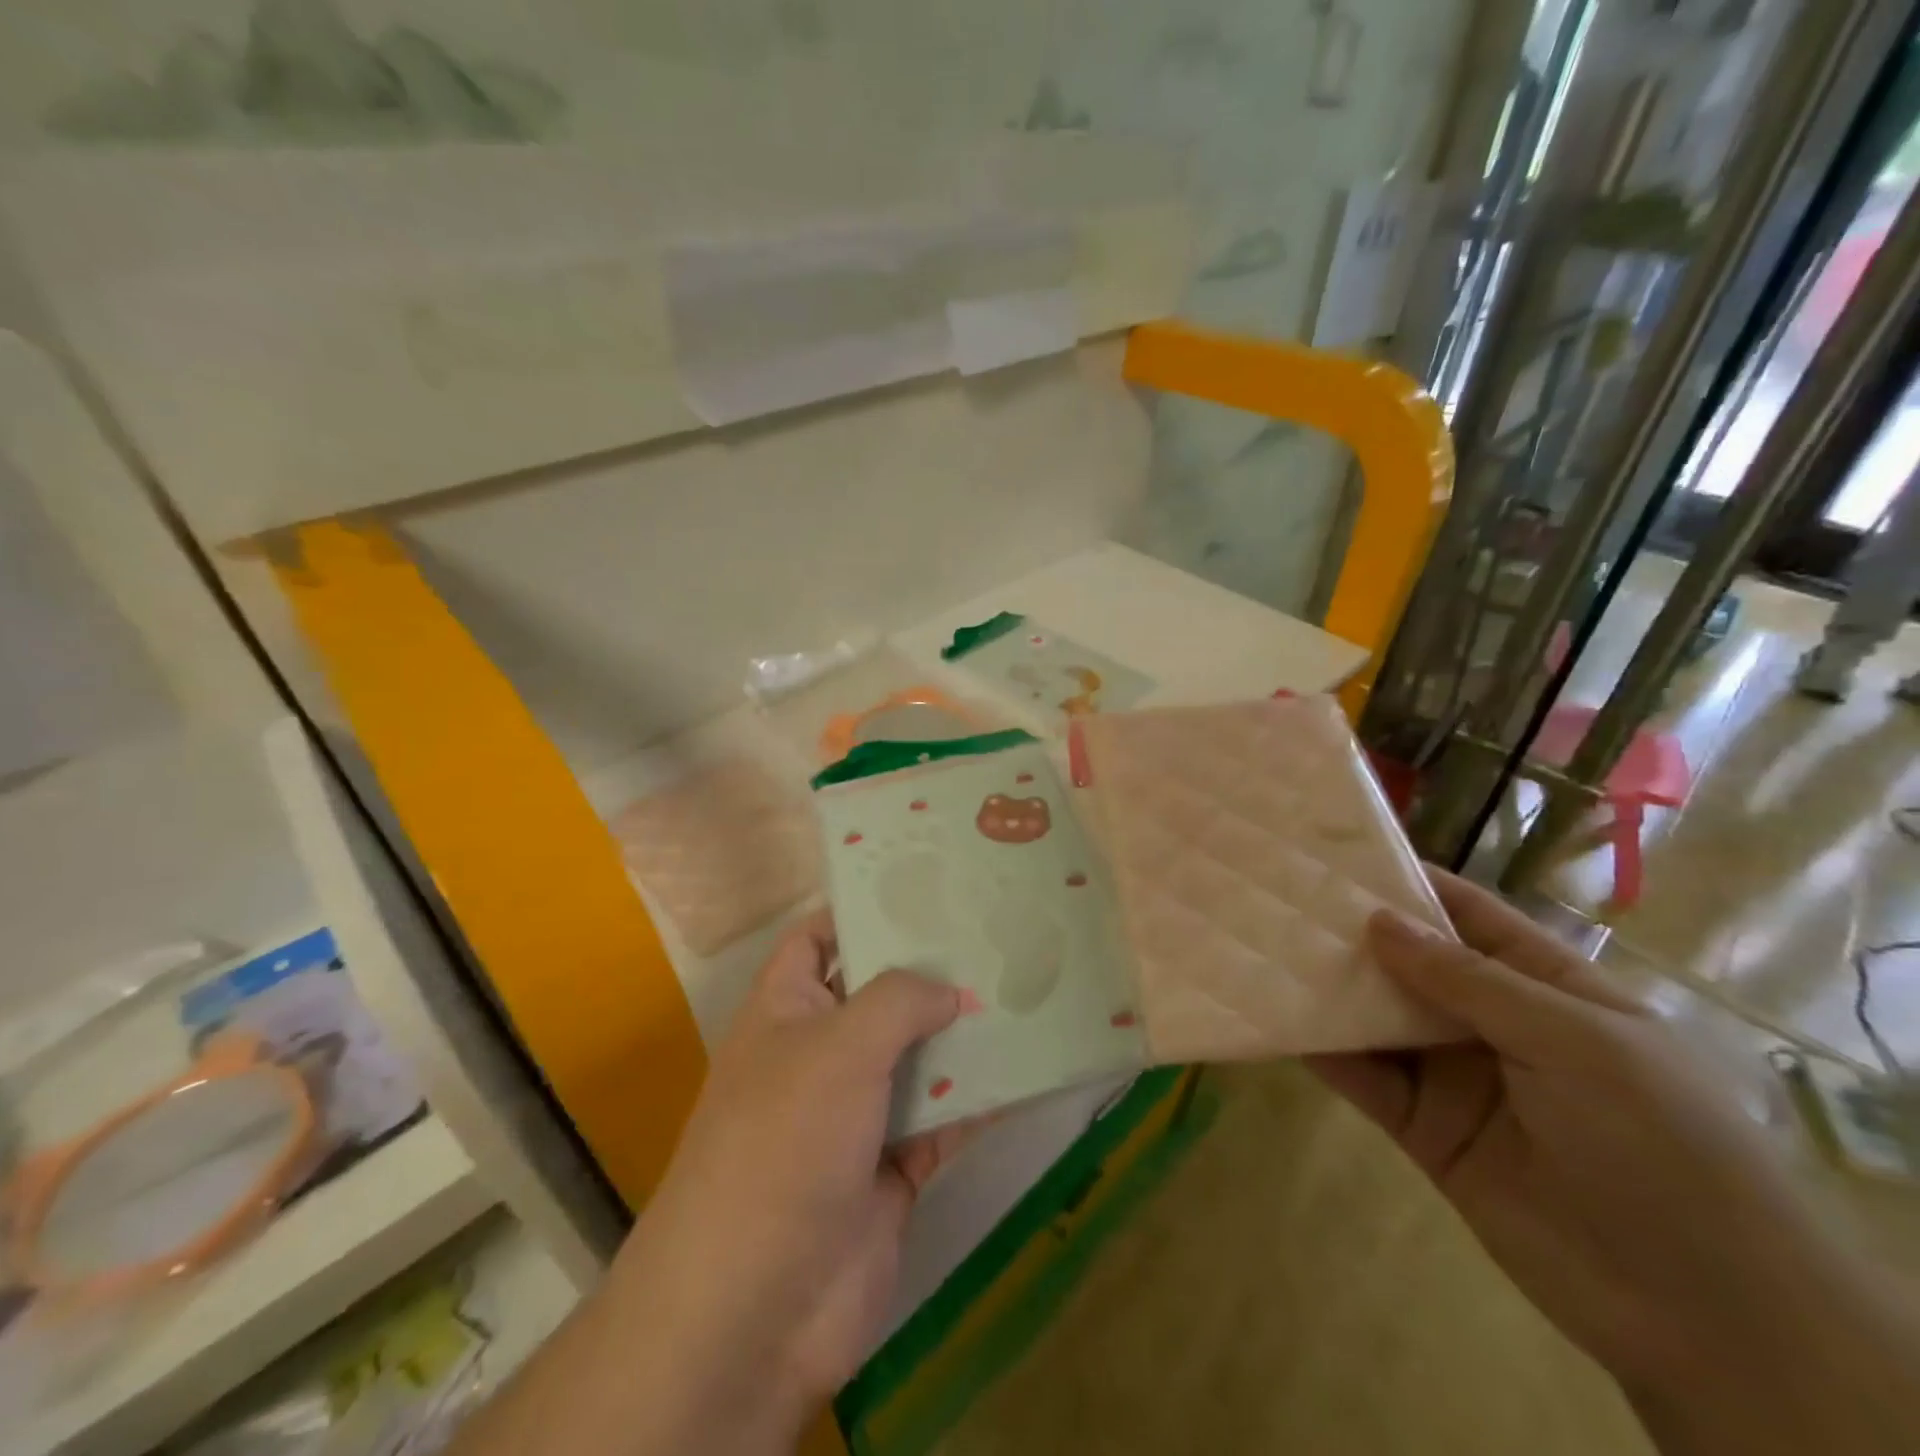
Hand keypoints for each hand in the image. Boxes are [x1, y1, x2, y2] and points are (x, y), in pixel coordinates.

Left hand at [604, 911, 972, 1450]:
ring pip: (920, 1056)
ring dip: (965, 1033)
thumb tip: (952, 989)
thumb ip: (899, 1001)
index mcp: (787, 1008)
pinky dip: (982, 1099)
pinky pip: (946, 1119)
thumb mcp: (837, 1048)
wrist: (755, 1310)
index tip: (927, 888)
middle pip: (882, 994)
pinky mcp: (894, 1165)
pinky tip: (1031, 1070)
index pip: (821, 937)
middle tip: (997, 933)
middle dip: (933, 970)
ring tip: (1026, 988)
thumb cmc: (782, 1144)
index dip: (864, 909)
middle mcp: (821, 1051)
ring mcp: (858, 1111)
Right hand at [1311, 869, 1919, 1455]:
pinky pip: (1362, 1076)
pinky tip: (1273, 1018)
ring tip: (1261, 947)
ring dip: (1326, 986)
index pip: (1467, 914)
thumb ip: (1469, 980)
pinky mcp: (1420, 1126)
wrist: (1701, 1314)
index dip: (1407, 881)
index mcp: (1546, 985)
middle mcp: (1491, 1021)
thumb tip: (1378, 920)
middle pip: (1409, 961)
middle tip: (1276, 897)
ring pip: (1376, 1016)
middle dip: (1350, 931)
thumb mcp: (1577, 1042)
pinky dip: (1320, 1048)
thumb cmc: (1660, 1144)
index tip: (1336, 854)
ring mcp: (1452, 1074)